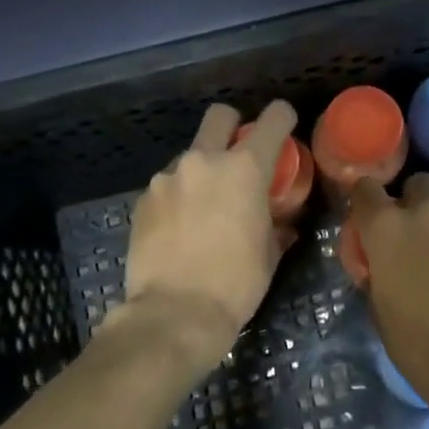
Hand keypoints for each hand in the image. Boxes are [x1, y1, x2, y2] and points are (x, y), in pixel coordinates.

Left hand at [112, 100, 299, 365]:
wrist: (174, 313)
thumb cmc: (236, 283)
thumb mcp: (269, 254)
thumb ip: (277, 226)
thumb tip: (284, 223)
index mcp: (245, 169)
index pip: (272, 120)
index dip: (283, 117)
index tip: (285, 124)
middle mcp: (204, 161)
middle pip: (220, 116)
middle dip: (233, 124)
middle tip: (238, 156)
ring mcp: (167, 178)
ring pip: (190, 156)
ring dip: (201, 172)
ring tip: (203, 208)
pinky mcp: (143, 199)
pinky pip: (168, 186)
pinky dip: (178, 197)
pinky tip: (179, 228)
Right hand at [348, 173, 428, 403]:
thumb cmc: (421, 346)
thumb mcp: (381, 310)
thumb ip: (379, 274)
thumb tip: (382, 265)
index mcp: (387, 230)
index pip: (365, 190)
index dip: (367, 201)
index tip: (372, 218)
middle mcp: (428, 212)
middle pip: (418, 185)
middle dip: (416, 205)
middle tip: (422, 240)